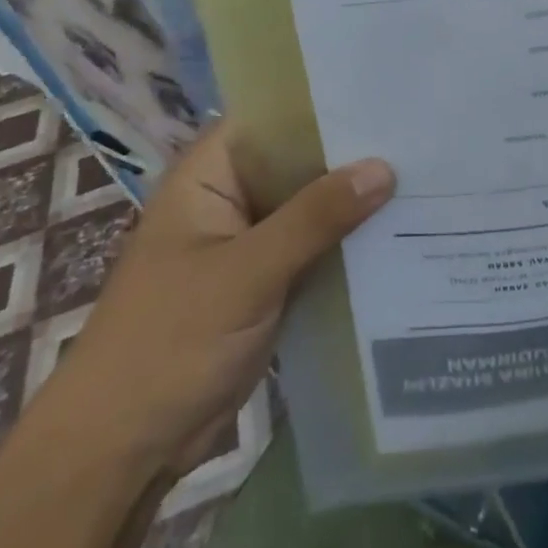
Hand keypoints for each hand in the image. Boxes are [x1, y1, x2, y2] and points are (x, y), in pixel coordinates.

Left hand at [56, 120, 395, 469]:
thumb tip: (384, 167)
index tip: (383, 94)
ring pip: (312, 206)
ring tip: (426, 173)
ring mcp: (250, 242)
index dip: (324, 102)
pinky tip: (403, 229)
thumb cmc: (168, 344)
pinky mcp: (266, 282)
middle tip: (421, 133)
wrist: (121, 454)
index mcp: (209, 176)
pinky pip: (315, 246)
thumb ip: (315, 217)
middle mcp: (232, 198)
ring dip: (355, 199)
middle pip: (300, 161)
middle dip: (352, 153)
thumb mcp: (246, 273)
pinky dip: (348, 241)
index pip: (274, 117)